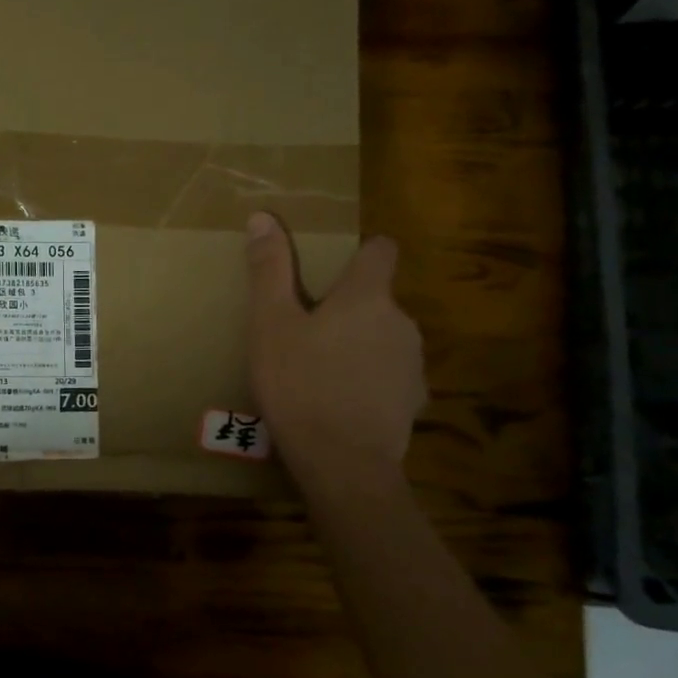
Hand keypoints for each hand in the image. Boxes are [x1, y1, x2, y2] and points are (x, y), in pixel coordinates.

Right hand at [244, 213, 425, 476]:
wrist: (342, 461)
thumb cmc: (299, 384)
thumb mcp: (270, 325)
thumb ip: (270, 270)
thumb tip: (263, 217)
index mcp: (367, 297)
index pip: (381, 251)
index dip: (361, 253)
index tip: (333, 271)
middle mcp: (401, 322)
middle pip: (377, 300)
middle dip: (347, 310)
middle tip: (305, 334)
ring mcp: (413, 364)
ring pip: (383, 339)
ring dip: (359, 346)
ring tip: (320, 373)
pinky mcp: (414, 401)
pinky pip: (389, 376)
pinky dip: (369, 381)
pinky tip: (341, 403)